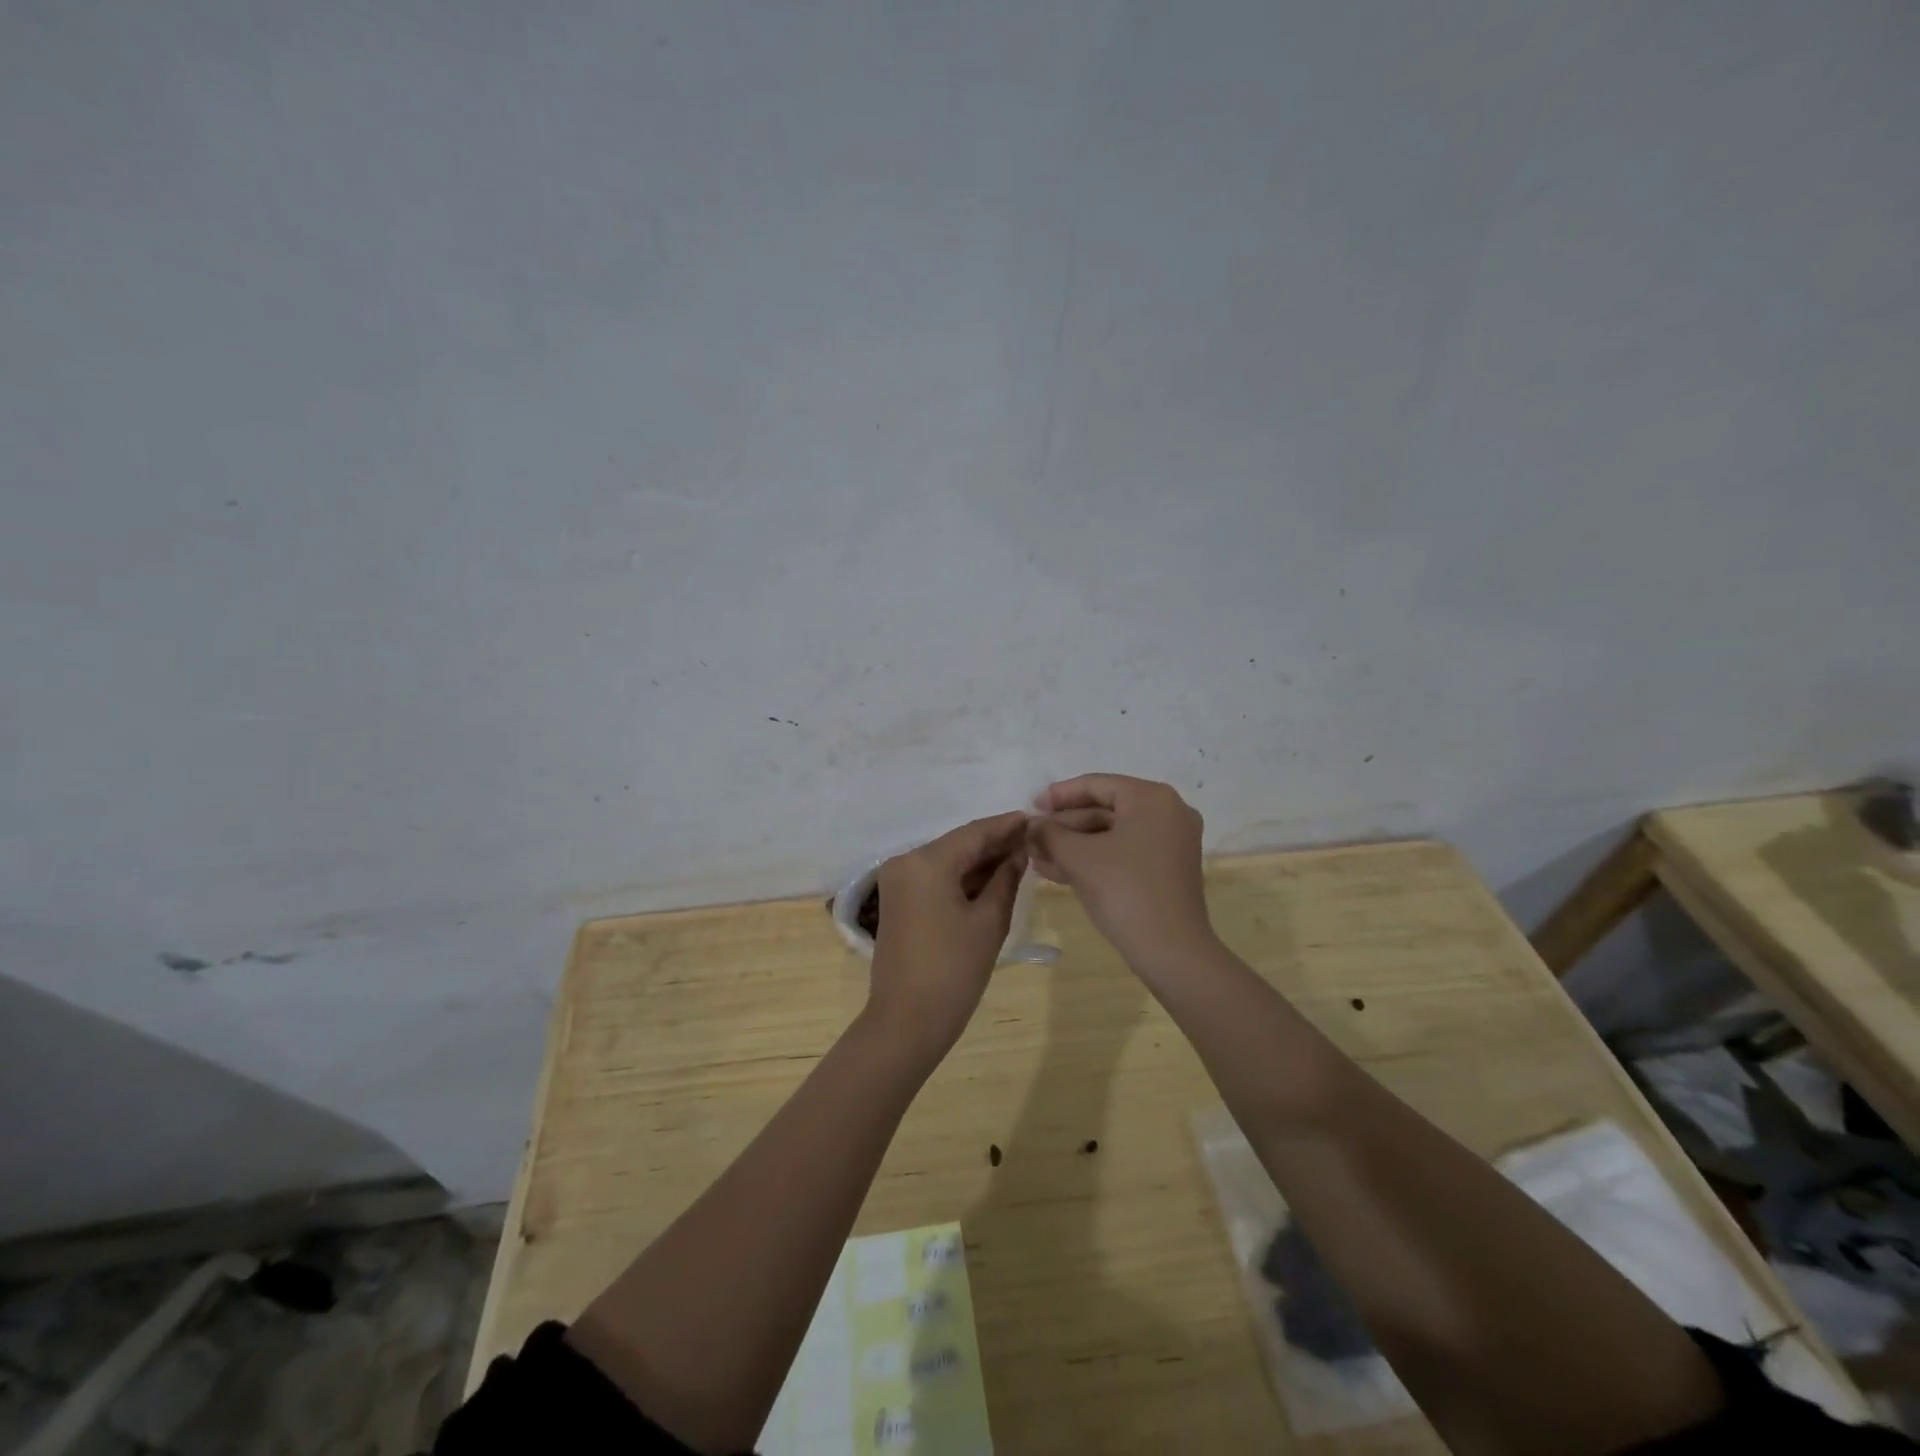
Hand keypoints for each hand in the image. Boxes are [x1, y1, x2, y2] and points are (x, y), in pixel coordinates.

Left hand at [865, 811, 1028, 1060]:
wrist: (907, 1021)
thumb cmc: (953, 970)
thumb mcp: (989, 921)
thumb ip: (1006, 878)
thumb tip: (1019, 852)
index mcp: (926, 861)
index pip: (973, 833)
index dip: (1006, 826)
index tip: (1034, 819)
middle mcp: (906, 861)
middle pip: (958, 844)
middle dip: (994, 843)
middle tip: (1032, 840)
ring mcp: (897, 881)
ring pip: (946, 860)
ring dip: (979, 861)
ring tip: (1019, 858)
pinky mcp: (898, 900)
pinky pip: (934, 877)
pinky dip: (961, 877)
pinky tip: (991, 878)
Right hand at [1027, 774, 1215, 972]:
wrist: (1171, 952)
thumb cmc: (1124, 891)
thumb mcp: (1078, 857)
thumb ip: (1050, 833)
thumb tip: (1032, 824)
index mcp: (1151, 798)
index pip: (1096, 785)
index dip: (1058, 795)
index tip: (1030, 807)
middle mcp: (1167, 812)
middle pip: (1104, 809)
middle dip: (1063, 825)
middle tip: (1030, 837)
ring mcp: (1170, 842)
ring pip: (1111, 834)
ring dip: (1073, 845)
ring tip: (1036, 856)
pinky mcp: (1167, 869)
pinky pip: (1123, 852)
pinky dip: (1093, 859)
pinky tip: (1057, 871)